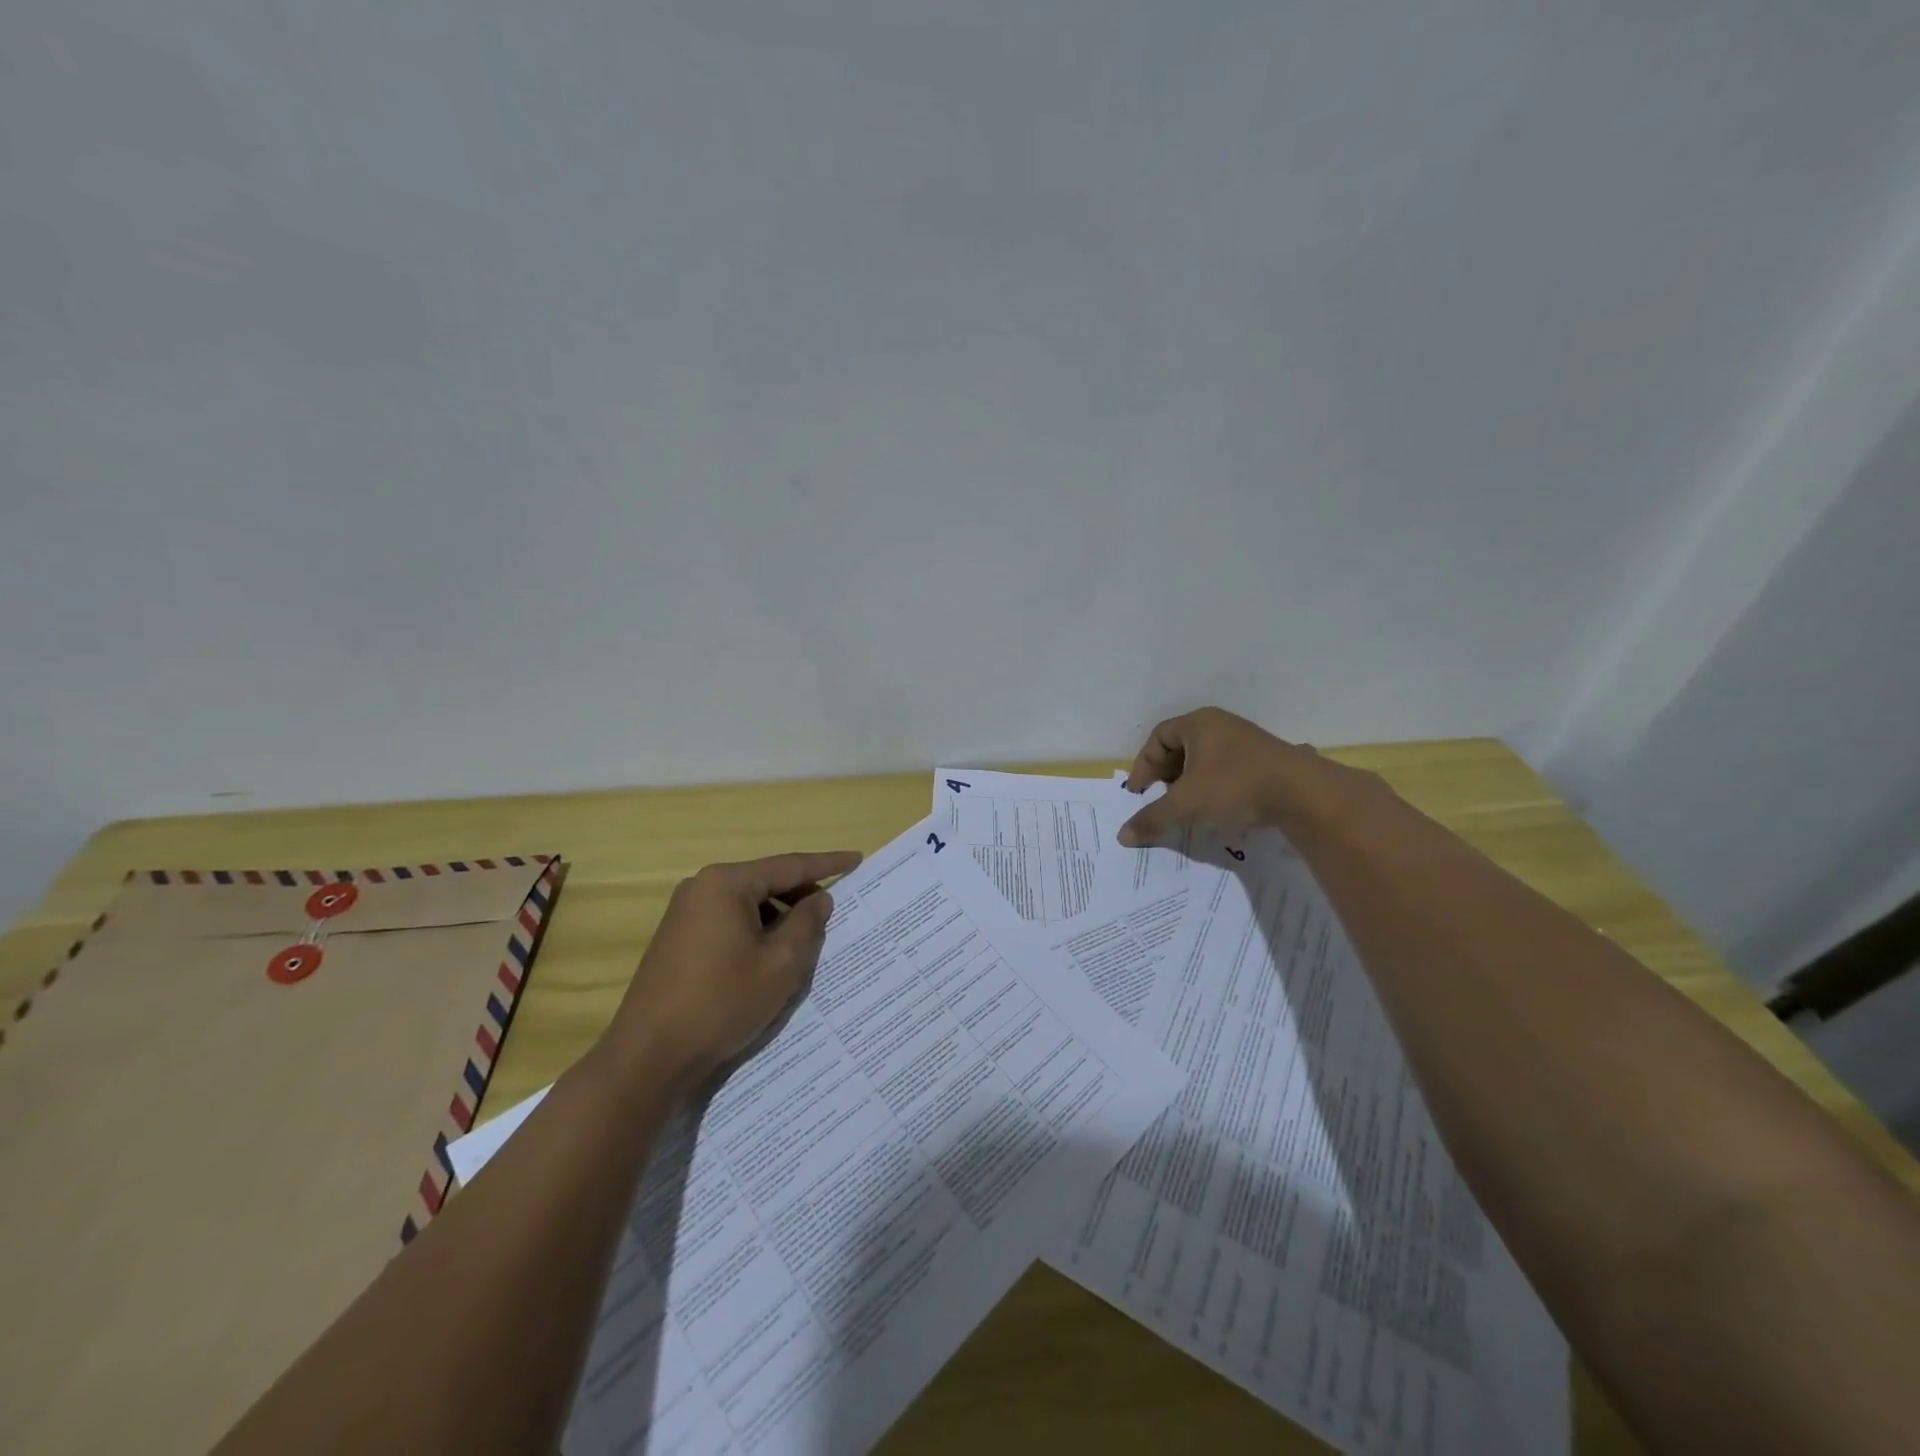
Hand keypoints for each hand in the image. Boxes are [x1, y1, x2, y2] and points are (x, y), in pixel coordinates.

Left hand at [602, 849, 861, 1087]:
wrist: (648, 1056)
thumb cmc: (721, 1003)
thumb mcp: (780, 964)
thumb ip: (807, 923)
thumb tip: (819, 898)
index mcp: (726, 883)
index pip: (789, 865)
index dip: (827, 864)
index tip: (857, 858)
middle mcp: (702, 887)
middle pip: (766, 882)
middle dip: (801, 895)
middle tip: (836, 910)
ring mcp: (685, 912)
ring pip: (748, 904)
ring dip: (778, 917)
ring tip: (806, 941)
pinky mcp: (677, 938)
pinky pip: (728, 921)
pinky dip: (755, 931)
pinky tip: (770, 957)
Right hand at [1118, 707, 1327, 846]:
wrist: (1304, 794)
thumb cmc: (1235, 787)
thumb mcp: (1187, 805)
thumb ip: (1153, 818)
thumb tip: (1123, 836)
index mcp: (1198, 723)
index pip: (1158, 737)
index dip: (1143, 765)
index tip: (1139, 793)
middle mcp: (1221, 725)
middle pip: (1181, 747)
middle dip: (1166, 775)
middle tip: (1160, 799)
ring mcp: (1246, 741)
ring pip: (1205, 760)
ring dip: (1190, 783)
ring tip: (1187, 808)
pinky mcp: (1265, 760)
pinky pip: (1227, 769)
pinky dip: (1213, 787)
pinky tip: (1216, 810)